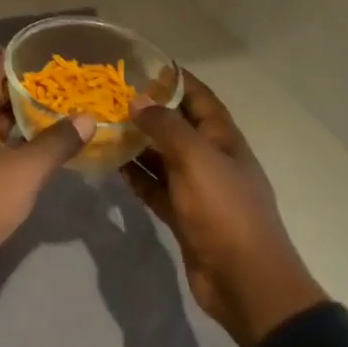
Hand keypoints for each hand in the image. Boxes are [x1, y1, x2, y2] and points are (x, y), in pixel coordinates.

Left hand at [0, 55, 95, 324]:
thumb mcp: (24, 170)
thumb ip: (56, 142)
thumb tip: (87, 117)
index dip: (15, 60)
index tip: (41, 48)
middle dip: (26, 93)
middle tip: (63, 85)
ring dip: (22, 126)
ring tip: (58, 117)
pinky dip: (16, 154)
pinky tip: (39, 160)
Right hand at [121, 72, 326, 346]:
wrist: (244, 281)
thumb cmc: (224, 210)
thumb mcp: (196, 159)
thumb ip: (166, 127)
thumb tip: (138, 100)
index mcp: (224, 139)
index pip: (200, 98)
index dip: (176, 79)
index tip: (144, 65)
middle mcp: (211, 158)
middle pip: (178, 126)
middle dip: (149, 111)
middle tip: (110, 97)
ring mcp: (197, 189)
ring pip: (163, 158)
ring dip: (137, 144)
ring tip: (102, 127)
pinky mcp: (183, 216)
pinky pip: (156, 188)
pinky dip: (137, 176)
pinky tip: (111, 165)